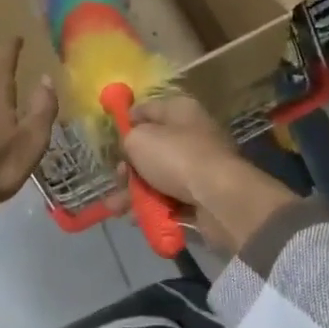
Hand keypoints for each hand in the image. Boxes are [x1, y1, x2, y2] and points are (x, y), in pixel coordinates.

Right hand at [119, 96, 298, 255]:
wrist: (219, 198)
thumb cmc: (176, 157)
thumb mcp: (139, 140)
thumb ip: (127, 139)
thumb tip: (130, 147)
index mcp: (180, 110)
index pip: (147, 109)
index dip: (126, 122)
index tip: (109, 140)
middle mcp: (192, 133)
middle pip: (151, 147)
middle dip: (128, 166)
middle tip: (118, 179)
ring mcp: (199, 165)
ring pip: (158, 176)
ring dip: (134, 192)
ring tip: (116, 208)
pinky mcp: (203, 194)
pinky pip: (170, 198)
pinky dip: (153, 207)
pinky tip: (136, 218)